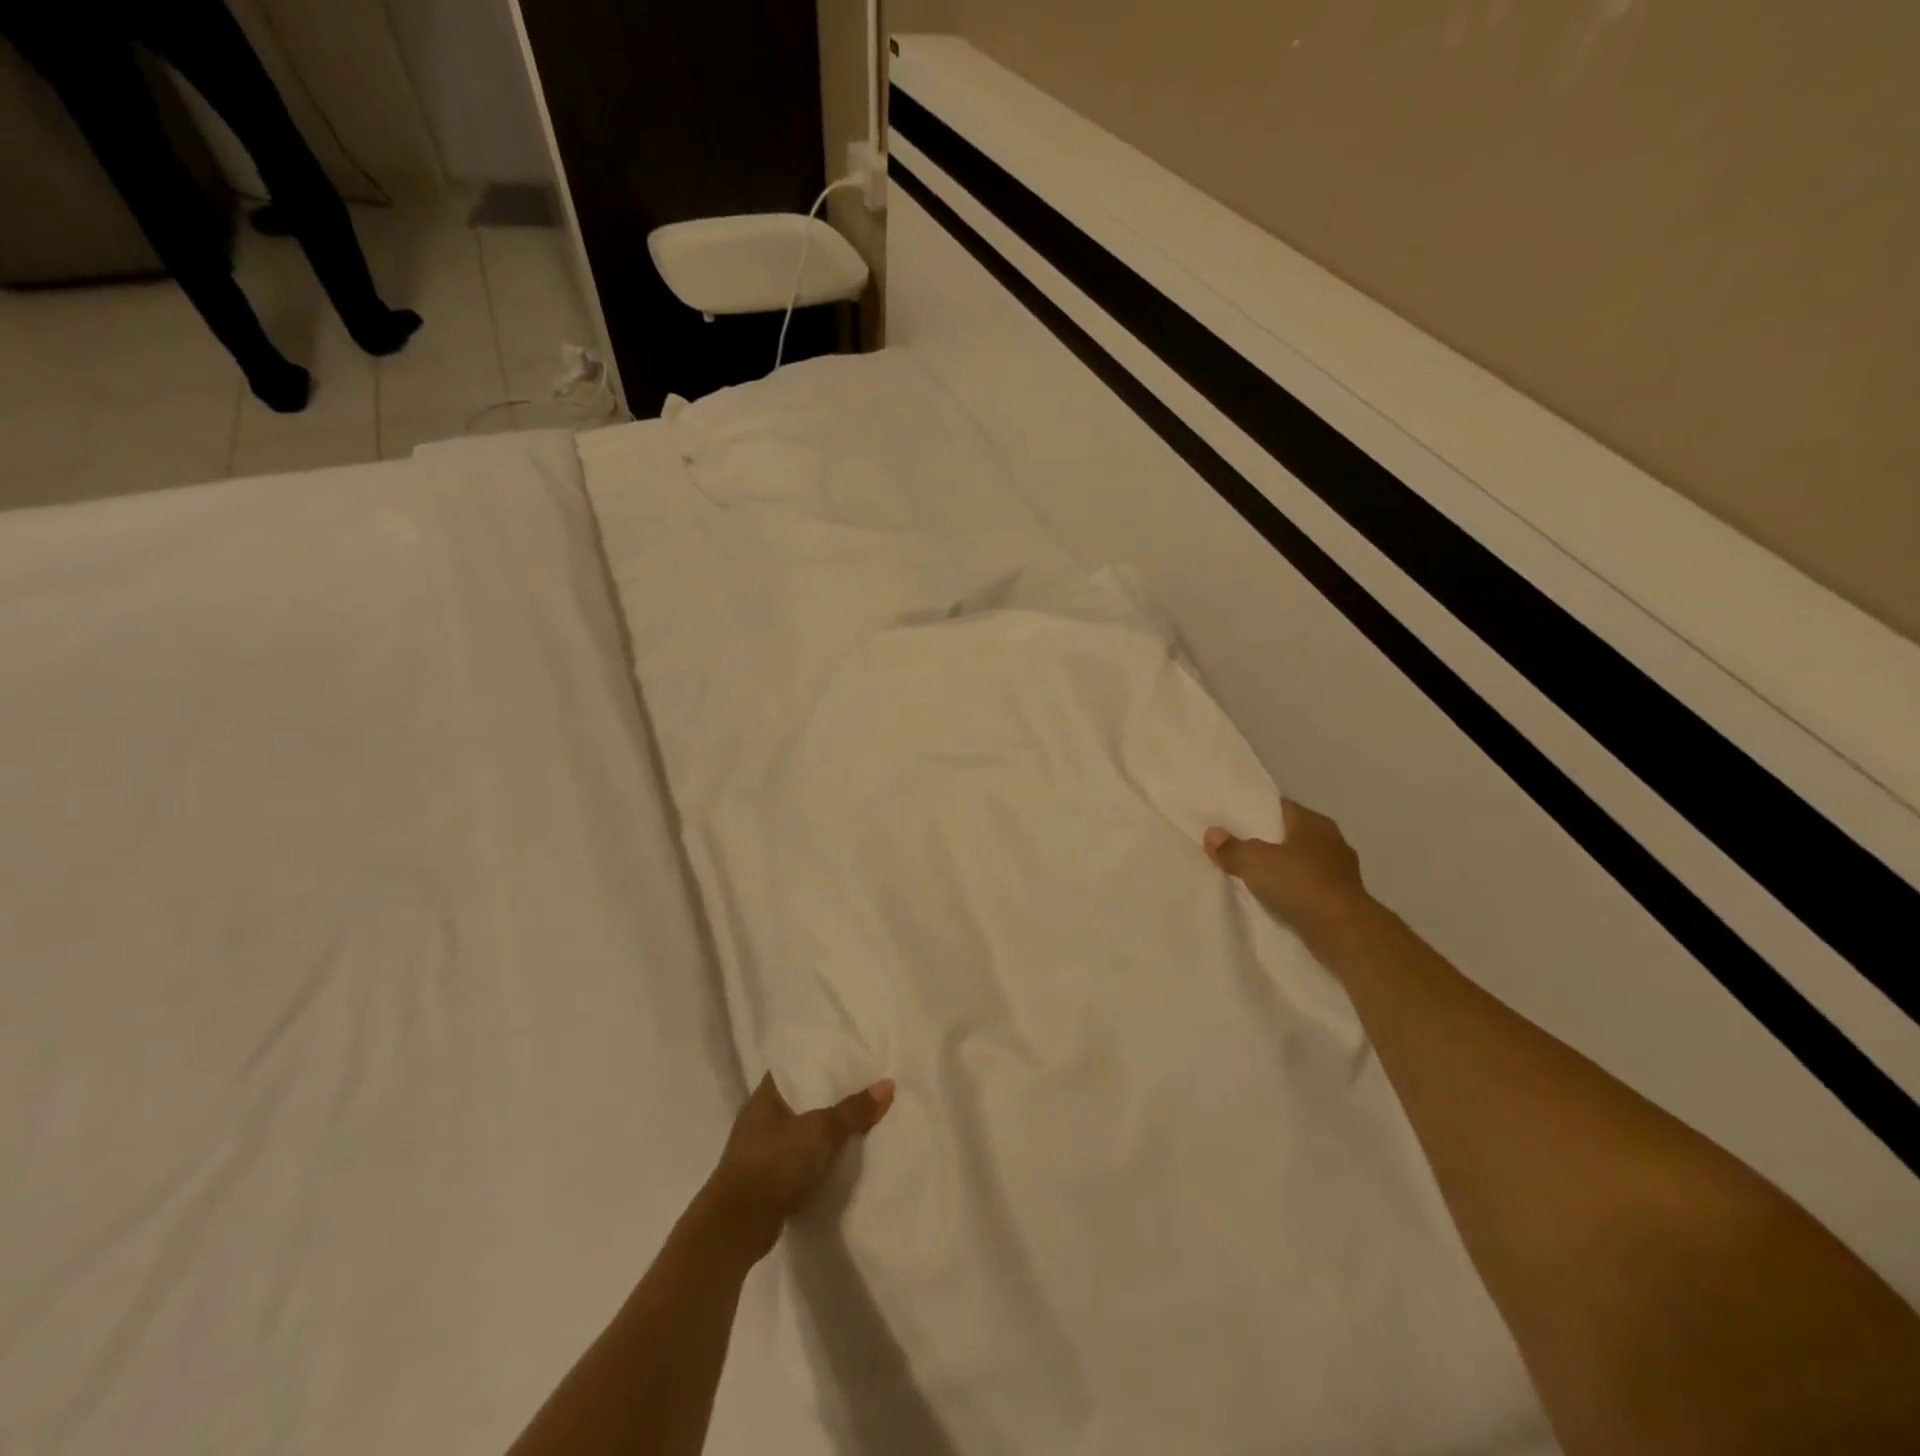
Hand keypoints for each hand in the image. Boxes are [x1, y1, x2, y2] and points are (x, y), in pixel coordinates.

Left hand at [697, 1073, 895, 1263]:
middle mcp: (759, 1118)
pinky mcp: (766, 1180)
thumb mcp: (820, 1131)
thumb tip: (888, 1084)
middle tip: (863, 1087)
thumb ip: (853, 1110)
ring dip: (822, 1131)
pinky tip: (840, 1157)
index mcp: (765, 1095)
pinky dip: (816, 1158)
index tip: (849, 1057)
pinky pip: (798, 1158)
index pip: (795, 1067)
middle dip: (828, 1097)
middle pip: (801, 1099)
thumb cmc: (774, 1163)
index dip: (820, 1061)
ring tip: (858, 1120)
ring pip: (800, 1130)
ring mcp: (760, 1150)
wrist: (737, 1227)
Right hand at [1204, 797, 1368, 937]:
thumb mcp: (1254, 862)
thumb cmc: (1300, 884)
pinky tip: (1275, 900)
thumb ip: (1231, 848)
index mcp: (1314, 822)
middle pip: (1290, 835)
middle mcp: (1331, 841)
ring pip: (1301, 863)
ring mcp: (1341, 872)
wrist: (1343, 932)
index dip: (1255, 811)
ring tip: (1252, 876)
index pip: (1280, 807)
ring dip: (1282, 869)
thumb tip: (1212, 834)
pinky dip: (1293, 891)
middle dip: (1266, 841)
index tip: (1232, 820)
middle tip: (1236, 848)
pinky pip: (1309, 888)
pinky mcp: (1342, 899)